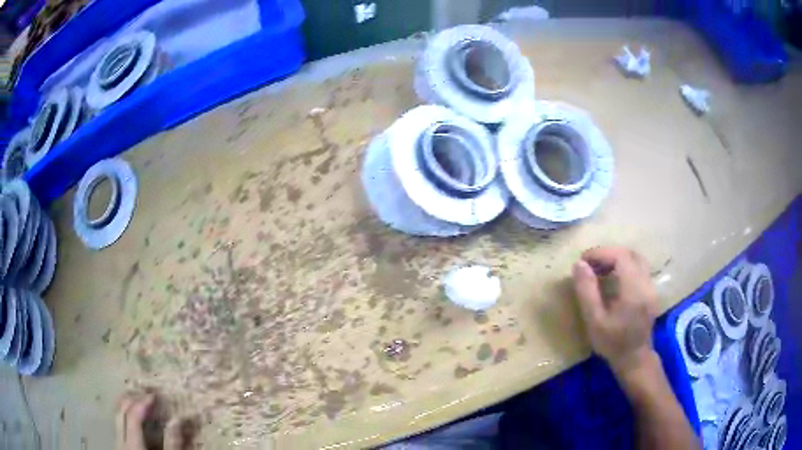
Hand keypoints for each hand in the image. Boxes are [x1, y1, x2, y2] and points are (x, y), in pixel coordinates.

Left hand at [115, 393, 189, 449]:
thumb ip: (173, 444)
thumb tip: (177, 420)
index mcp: (133, 445)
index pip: (133, 416)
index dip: (143, 403)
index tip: (154, 396)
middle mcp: (121, 441)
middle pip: (120, 412)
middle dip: (132, 399)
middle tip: (147, 395)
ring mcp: (118, 443)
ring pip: (117, 417)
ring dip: (127, 406)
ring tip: (139, 401)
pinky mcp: (119, 446)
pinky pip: (118, 424)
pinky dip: (125, 415)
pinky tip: (133, 417)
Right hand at [572, 246, 658, 376]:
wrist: (634, 359)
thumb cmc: (612, 343)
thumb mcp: (594, 320)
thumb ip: (587, 291)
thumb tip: (579, 264)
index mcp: (634, 289)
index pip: (620, 256)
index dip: (601, 253)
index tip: (583, 260)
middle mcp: (646, 283)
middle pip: (629, 254)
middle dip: (608, 254)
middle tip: (590, 264)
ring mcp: (651, 287)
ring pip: (636, 259)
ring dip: (617, 259)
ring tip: (600, 270)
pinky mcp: (651, 291)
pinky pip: (639, 269)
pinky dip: (625, 267)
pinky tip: (613, 279)